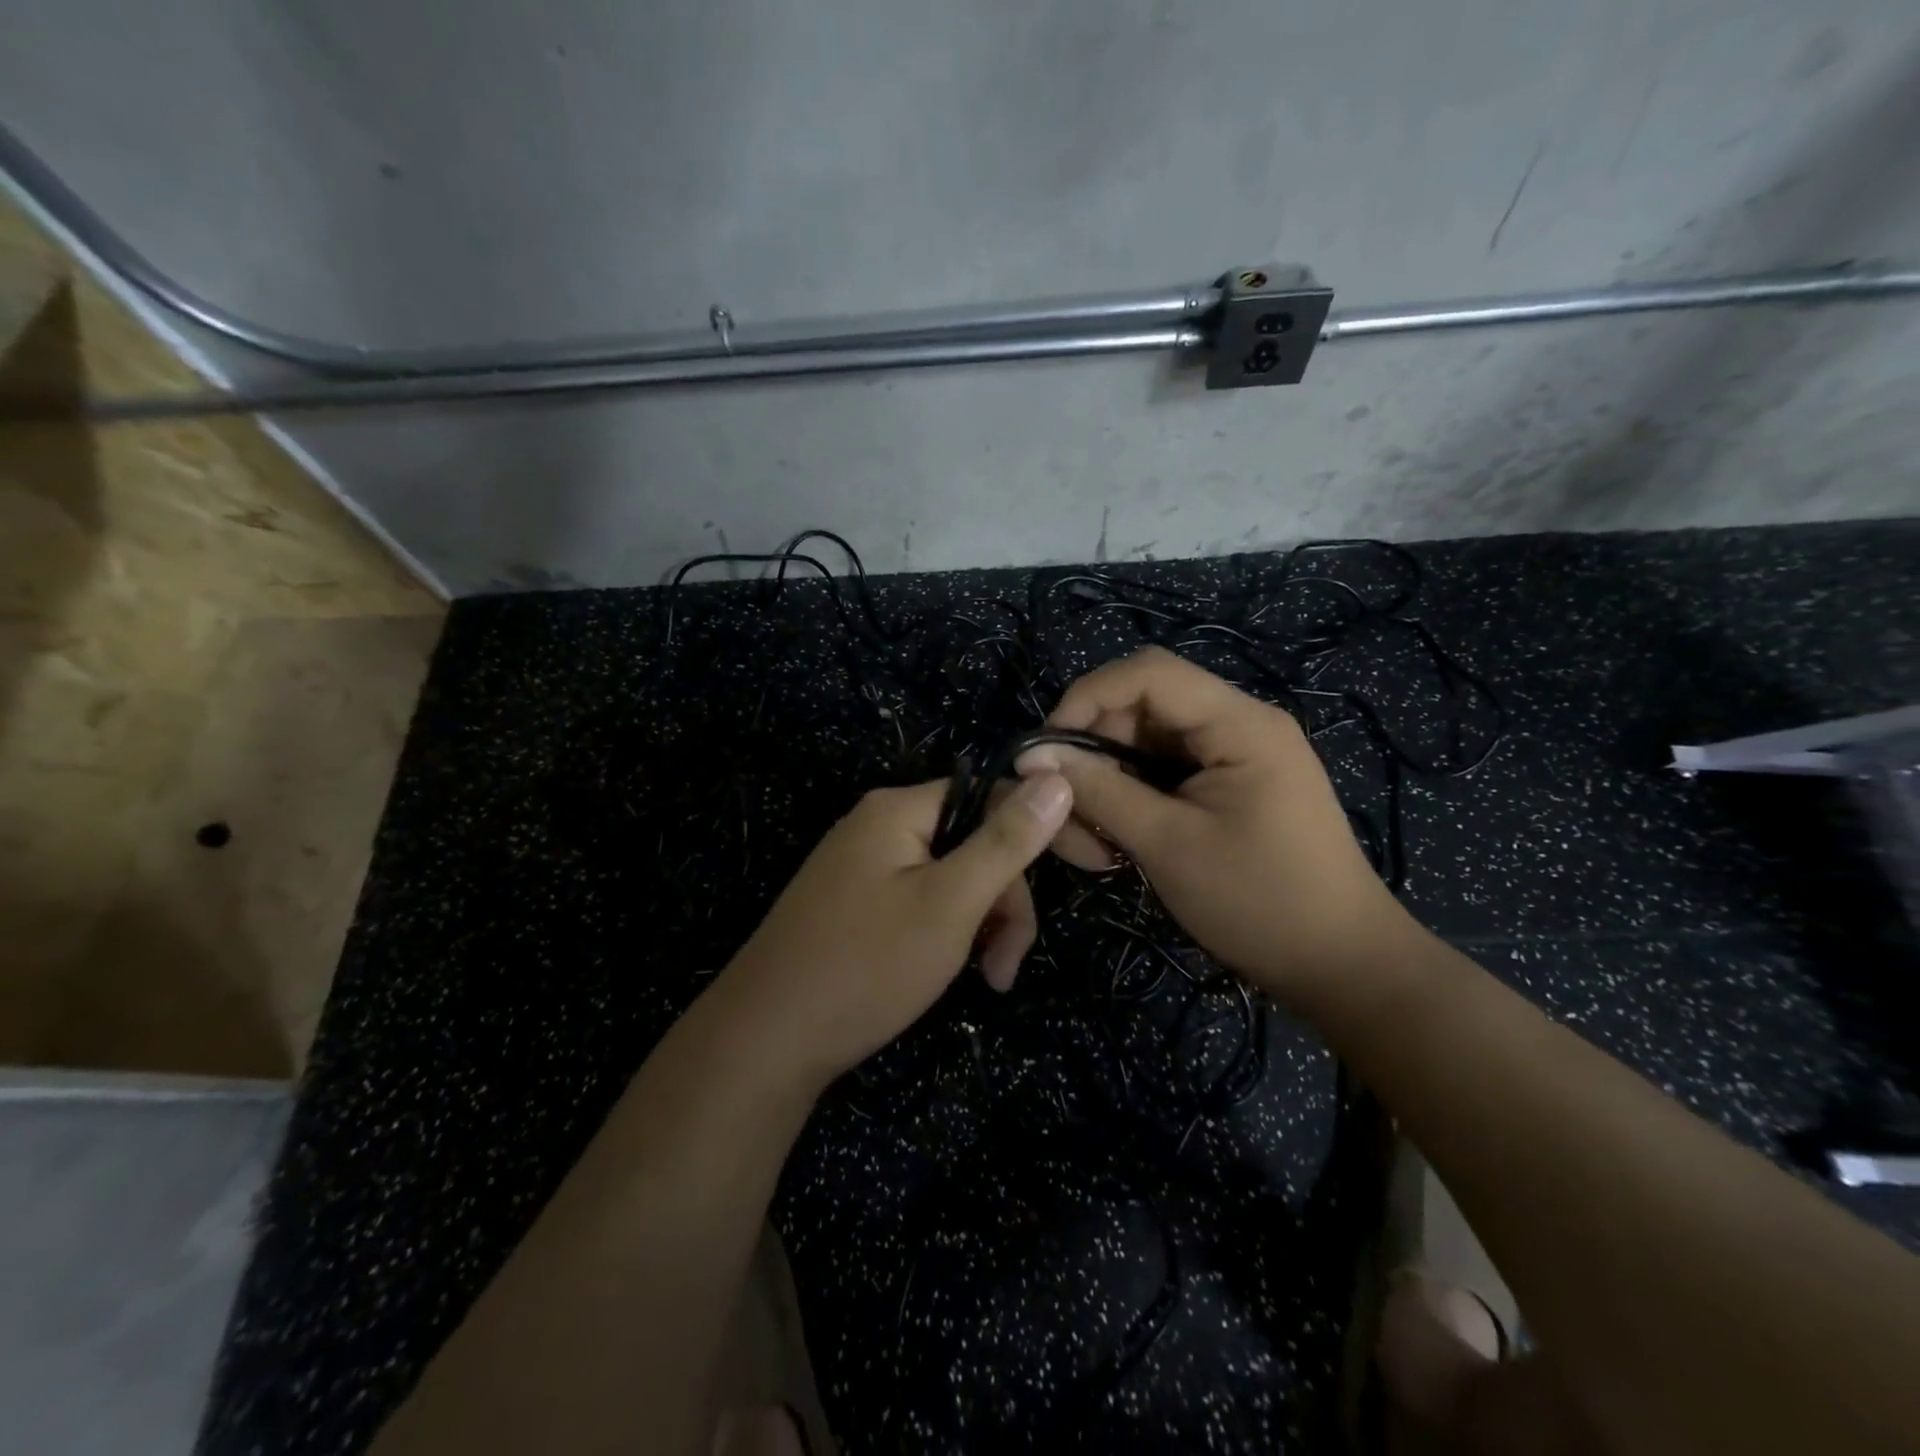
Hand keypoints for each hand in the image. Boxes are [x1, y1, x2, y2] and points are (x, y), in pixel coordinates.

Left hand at [714, 773, 1073, 1090]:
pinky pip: (917, 901)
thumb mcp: (951, 903)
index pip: (990, 797)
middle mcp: (877, 825)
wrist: (763, 1042)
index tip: (1064, 889)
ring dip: (977, 925)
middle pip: (970, 843)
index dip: (1032, 839)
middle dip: (1001, 902)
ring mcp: (860, 866)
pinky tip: (946, 972)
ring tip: (986, 981)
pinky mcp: (851, 905)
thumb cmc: (867, 965)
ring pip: (948, 878)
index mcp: (898, 808)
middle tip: (1005, 969)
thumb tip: (1058, 778)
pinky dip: (944, 934)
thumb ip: (1006, 841)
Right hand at [1017, 647, 1414, 1005]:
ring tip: (1095, 847)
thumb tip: (1033, 757)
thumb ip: (1099, 792)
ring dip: (1108, 786)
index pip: (1148, 672)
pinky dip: (1131, 803)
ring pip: (1144, 746)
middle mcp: (1238, 725)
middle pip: (1141, 709)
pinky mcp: (1227, 787)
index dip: (1087, 697)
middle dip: (1095, 755)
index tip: (1048, 750)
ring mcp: (1234, 757)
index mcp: (1240, 723)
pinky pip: (1162, 775)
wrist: (1342, 967)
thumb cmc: (1259, 903)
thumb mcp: (1167, 845)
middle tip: (1068, 814)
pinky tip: (1117, 847)